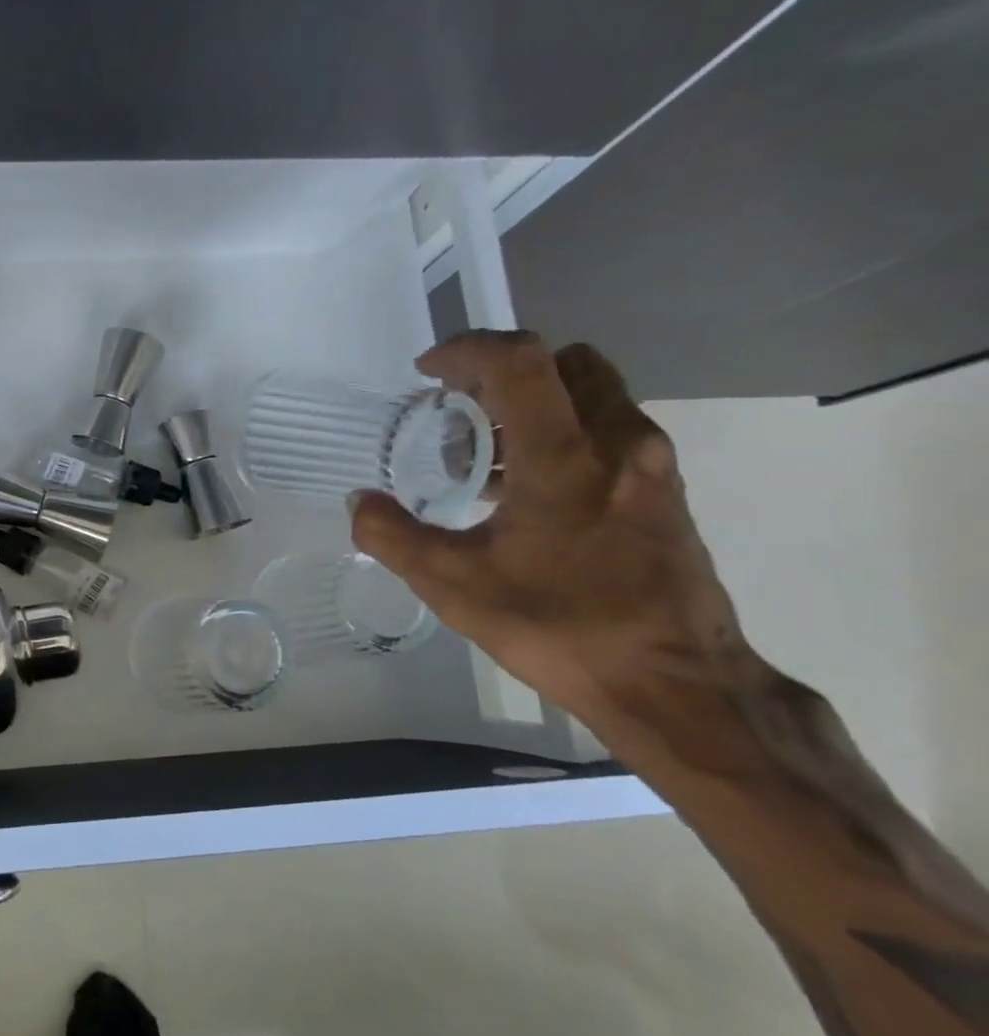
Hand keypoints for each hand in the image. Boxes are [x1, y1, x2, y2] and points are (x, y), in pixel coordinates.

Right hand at [351, 331, 756, 743]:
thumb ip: (391, 535)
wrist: (677, 685)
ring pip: (591, 393)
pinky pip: (609, 429)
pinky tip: (525, 491)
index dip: (465, 349)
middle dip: (501, 372)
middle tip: (456, 412)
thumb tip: (359, 501)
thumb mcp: (452, 585)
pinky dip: (562, 432)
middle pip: (562, 362)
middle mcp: (619, 442)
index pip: (519, 361)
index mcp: (564, 456)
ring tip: (484, 457)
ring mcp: (651, 465)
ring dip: (532, 404)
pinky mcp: (665, 491)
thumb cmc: (560, 627)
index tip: (427, 372)